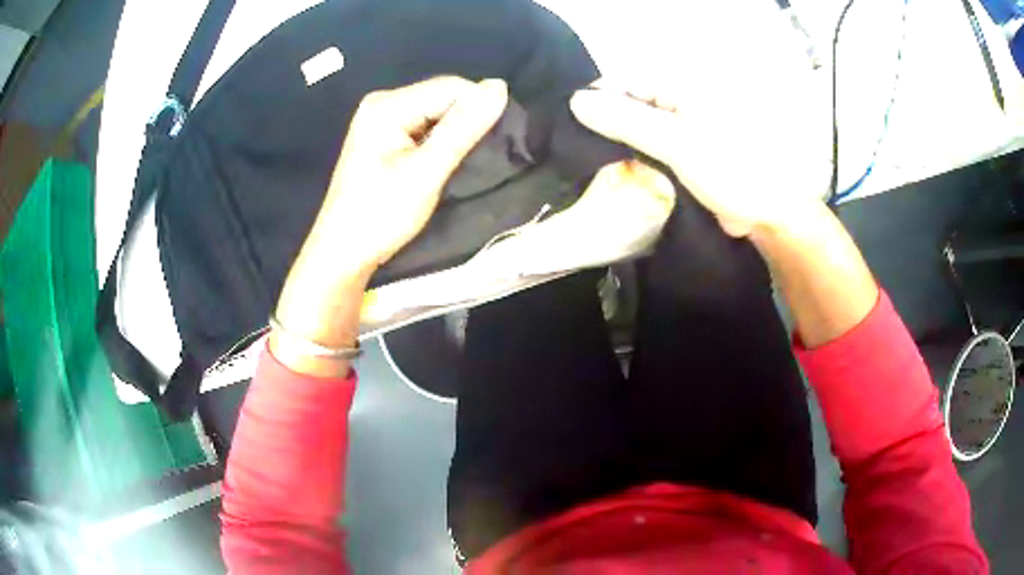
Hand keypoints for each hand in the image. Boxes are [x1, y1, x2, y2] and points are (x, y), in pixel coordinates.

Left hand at [315, 76, 508, 272]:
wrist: (343, 253)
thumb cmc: (380, 216)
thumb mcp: (426, 172)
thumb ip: (463, 128)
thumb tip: (499, 86)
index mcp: (387, 105)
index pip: (451, 87)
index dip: (477, 111)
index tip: (486, 148)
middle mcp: (383, 102)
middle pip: (442, 97)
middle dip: (463, 123)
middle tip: (467, 160)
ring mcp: (381, 118)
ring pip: (436, 112)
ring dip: (453, 134)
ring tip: (454, 164)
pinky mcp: (384, 136)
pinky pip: (424, 126)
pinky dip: (439, 142)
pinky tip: (438, 163)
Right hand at [569, 82, 829, 237]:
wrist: (766, 213)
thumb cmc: (729, 169)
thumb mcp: (676, 142)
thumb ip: (627, 120)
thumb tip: (577, 101)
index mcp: (681, 88)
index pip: (626, 81)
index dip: (598, 98)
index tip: (573, 125)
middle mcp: (678, 102)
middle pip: (629, 104)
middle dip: (605, 123)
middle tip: (578, 147)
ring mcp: (681, 129)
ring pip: (637, 128)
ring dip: (618, 143)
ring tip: (591, 161)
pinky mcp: (683, 154)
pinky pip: (649, 149)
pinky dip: (633, 158)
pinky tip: (617, 171)